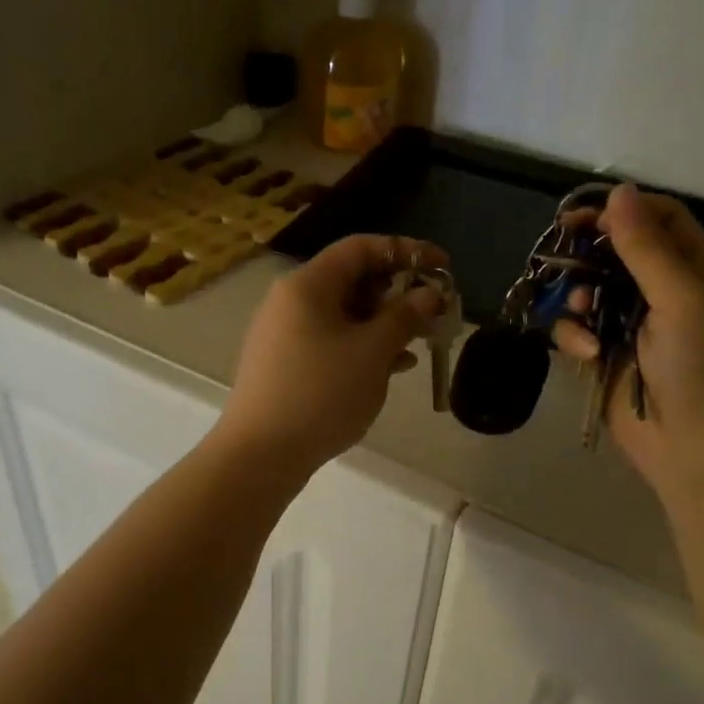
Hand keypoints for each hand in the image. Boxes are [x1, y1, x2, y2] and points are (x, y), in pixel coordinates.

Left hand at [217, 235, 447, 475]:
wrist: (260, 455)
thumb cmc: (321, 393)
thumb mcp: (372, 352)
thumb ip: (405, 316)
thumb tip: (430, 294)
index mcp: (307, 285)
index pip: (361, 248)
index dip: (406, 250)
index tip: (443, 267)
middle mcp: (291, 300)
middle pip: (352, 279)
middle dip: (398, 291)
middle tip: (434, 310)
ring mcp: (285, 333)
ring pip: (344, 313)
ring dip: (385, 322)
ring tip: (422, 339)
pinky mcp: (286, 364)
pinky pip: (332, 340)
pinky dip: (364, 345)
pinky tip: (395, 366)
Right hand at [553, 185, 703, 489]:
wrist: (700, 452)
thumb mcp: (682, 299)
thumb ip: (646, 247)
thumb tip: (619, 190)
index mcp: (693, 273)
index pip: (659, 220)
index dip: (623, 211)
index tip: (583, 215)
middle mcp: (661, 294)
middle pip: (615, 253)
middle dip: (587, 253)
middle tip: (557, 251)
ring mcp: (630, 328)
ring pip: (588, 290)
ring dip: (578, 296)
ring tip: (581, 310)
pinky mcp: (605, 359)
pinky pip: (576, 331)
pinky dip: (574, 337)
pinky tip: (586, 353)